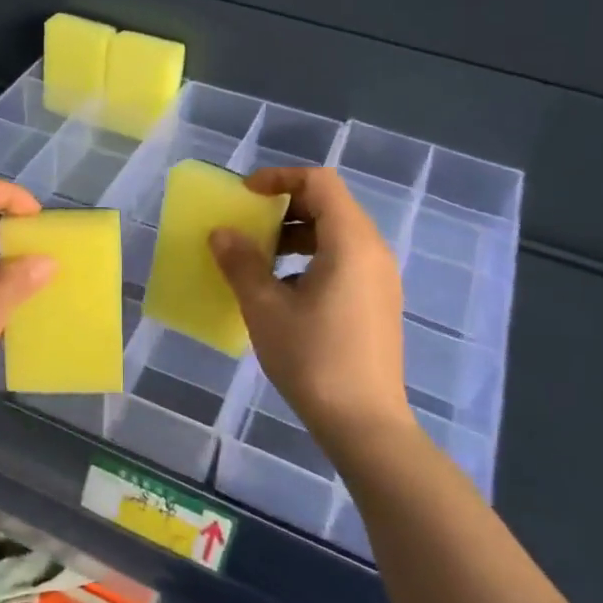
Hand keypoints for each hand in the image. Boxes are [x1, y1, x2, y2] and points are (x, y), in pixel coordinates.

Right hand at [209, 166, 414, 460]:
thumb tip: (222, 233)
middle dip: (285, 207)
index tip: (246, 196)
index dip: (279, 178)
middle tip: (249, 226)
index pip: (320, 182)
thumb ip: (241, 263)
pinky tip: (285, 292)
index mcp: (351, 242)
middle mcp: (373, 251)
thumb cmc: (313, 359)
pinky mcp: (378, 302)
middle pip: (330, 205)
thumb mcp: (265, 308)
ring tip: (261, 260)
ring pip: (337, 234)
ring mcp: (380, 278)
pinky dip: (312, 258)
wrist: (365, 423)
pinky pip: (344, 260)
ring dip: (296, 235)